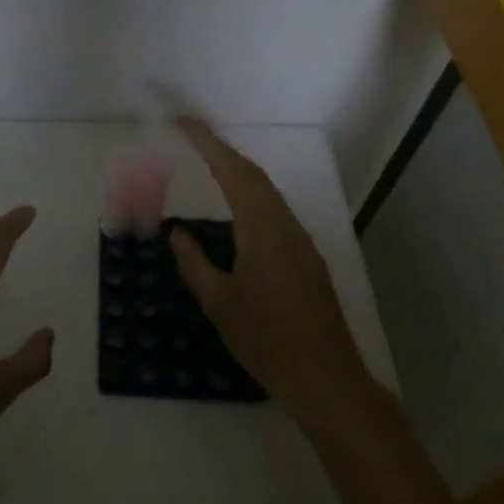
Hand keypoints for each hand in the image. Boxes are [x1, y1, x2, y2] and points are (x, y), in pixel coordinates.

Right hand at [170, 119, 374, 425]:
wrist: (326, 379)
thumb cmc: (266, 341)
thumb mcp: (219, 303)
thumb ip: (194, 263)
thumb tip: (177, 233)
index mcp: (261, 230)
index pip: (233, 172)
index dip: (208, 143)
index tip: (184, 124)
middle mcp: (285, 226)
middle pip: (254, 175)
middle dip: (222, 150)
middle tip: (191, 137)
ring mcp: (301, 241)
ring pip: (268, 192)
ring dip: (239, 171)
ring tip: (209, 164)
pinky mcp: (308, 258)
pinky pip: (276, 211)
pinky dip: (252, 195)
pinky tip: (238, 210)